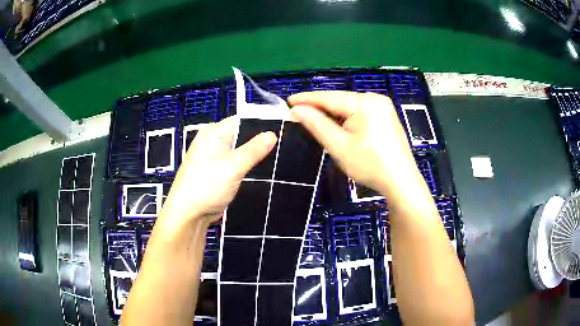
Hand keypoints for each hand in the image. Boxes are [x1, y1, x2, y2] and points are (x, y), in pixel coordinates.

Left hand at [159, 116, 276, 229]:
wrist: (188, 213)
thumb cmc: (208, 185)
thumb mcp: (234, 166)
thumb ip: (254, 149)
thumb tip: (272, 134)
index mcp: (214, 132)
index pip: (241, 120)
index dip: (261, 124)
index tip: (281, 131)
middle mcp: (211, 140)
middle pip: (239, 134)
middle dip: (258, 141)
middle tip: (280, 147)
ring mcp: (211, 156)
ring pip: (237, 150)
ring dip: (251, 154)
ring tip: (274, 158)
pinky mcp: (213, 170)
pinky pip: (232, 162)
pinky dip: (243, 164)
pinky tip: (257, 170)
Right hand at [288, 91, 425, 202]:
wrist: (401, 182)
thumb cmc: (370, 165)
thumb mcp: (339, 146)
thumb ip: (317, 124)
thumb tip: (297, 109)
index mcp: (365, 102)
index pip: (329, 97)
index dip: (306, 99)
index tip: (288, 101)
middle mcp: (375, 98)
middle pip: (340, 100)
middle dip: (319, 107)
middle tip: (298, 112)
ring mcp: (383, 107)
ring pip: (349, 106)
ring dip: (332, 113)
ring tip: (313, 118)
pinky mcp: (386, 116)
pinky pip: (360, 112)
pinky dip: (346, 117)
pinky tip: (337, 124)